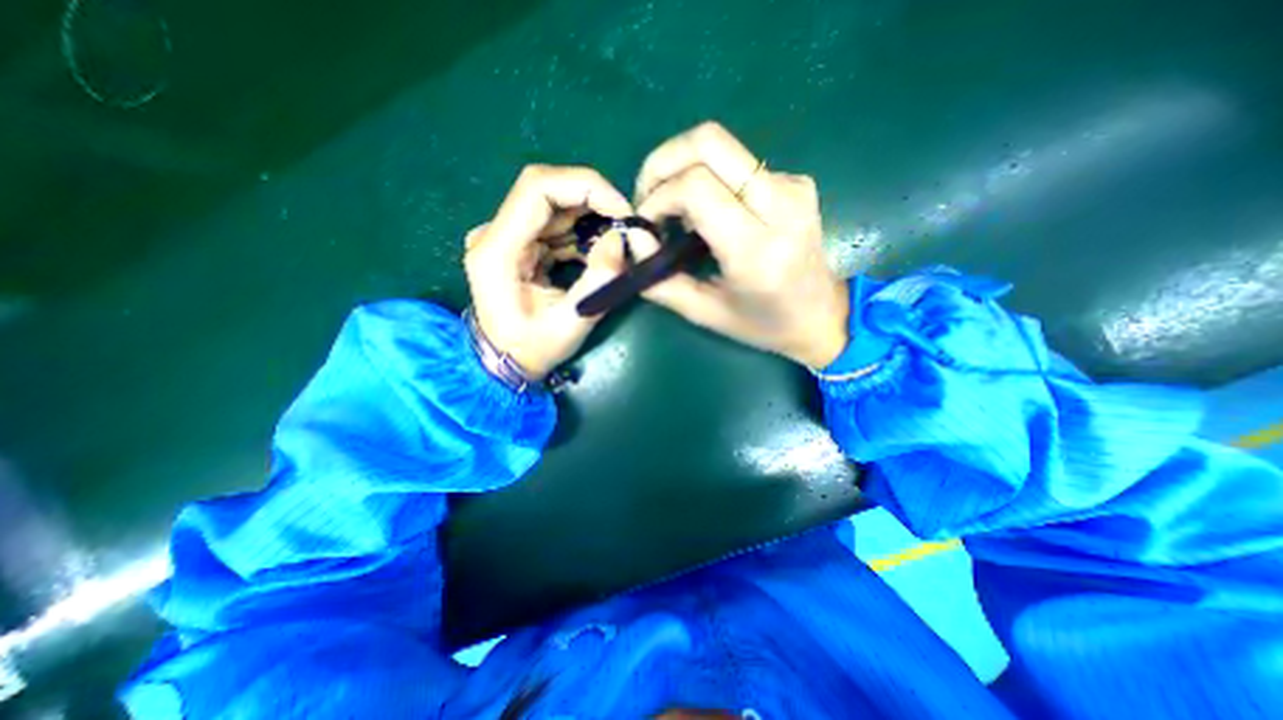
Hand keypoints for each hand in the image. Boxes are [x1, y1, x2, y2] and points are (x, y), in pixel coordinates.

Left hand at [468, 162, 634, 376]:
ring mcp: (504, 237)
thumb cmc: (533, 349)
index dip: (585, 187)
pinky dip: (580, 233)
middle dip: (592, 200)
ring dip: (589, 218)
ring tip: (614, 243)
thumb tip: (619, 239)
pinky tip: (595, 253)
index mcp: (497, 250)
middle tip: (624, 224)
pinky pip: (552, 224)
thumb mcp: (572, 323)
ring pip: (553, 206)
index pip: (538, 188)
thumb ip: (598, 281)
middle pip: (546, 190)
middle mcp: (494, 234)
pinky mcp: (517, 244)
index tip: (620, 209)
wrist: (505, 361)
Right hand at [630, 120, 850, 369]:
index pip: (696, 188)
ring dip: (683, 168)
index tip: (646, 224)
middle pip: (710, 142)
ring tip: (673, 208)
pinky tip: (706, 210)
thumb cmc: (762, 324)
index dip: (658, 197)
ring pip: (721, 146)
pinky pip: (737, 162)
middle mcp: (780, 206)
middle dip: (663, 161)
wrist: (821, 315)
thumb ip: (661, 281)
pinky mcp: (795, 181)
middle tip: (648, 196)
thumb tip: (634, 238)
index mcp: (757, 250)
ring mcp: (792, 186)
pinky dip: (707, 177)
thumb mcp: (705, 314)